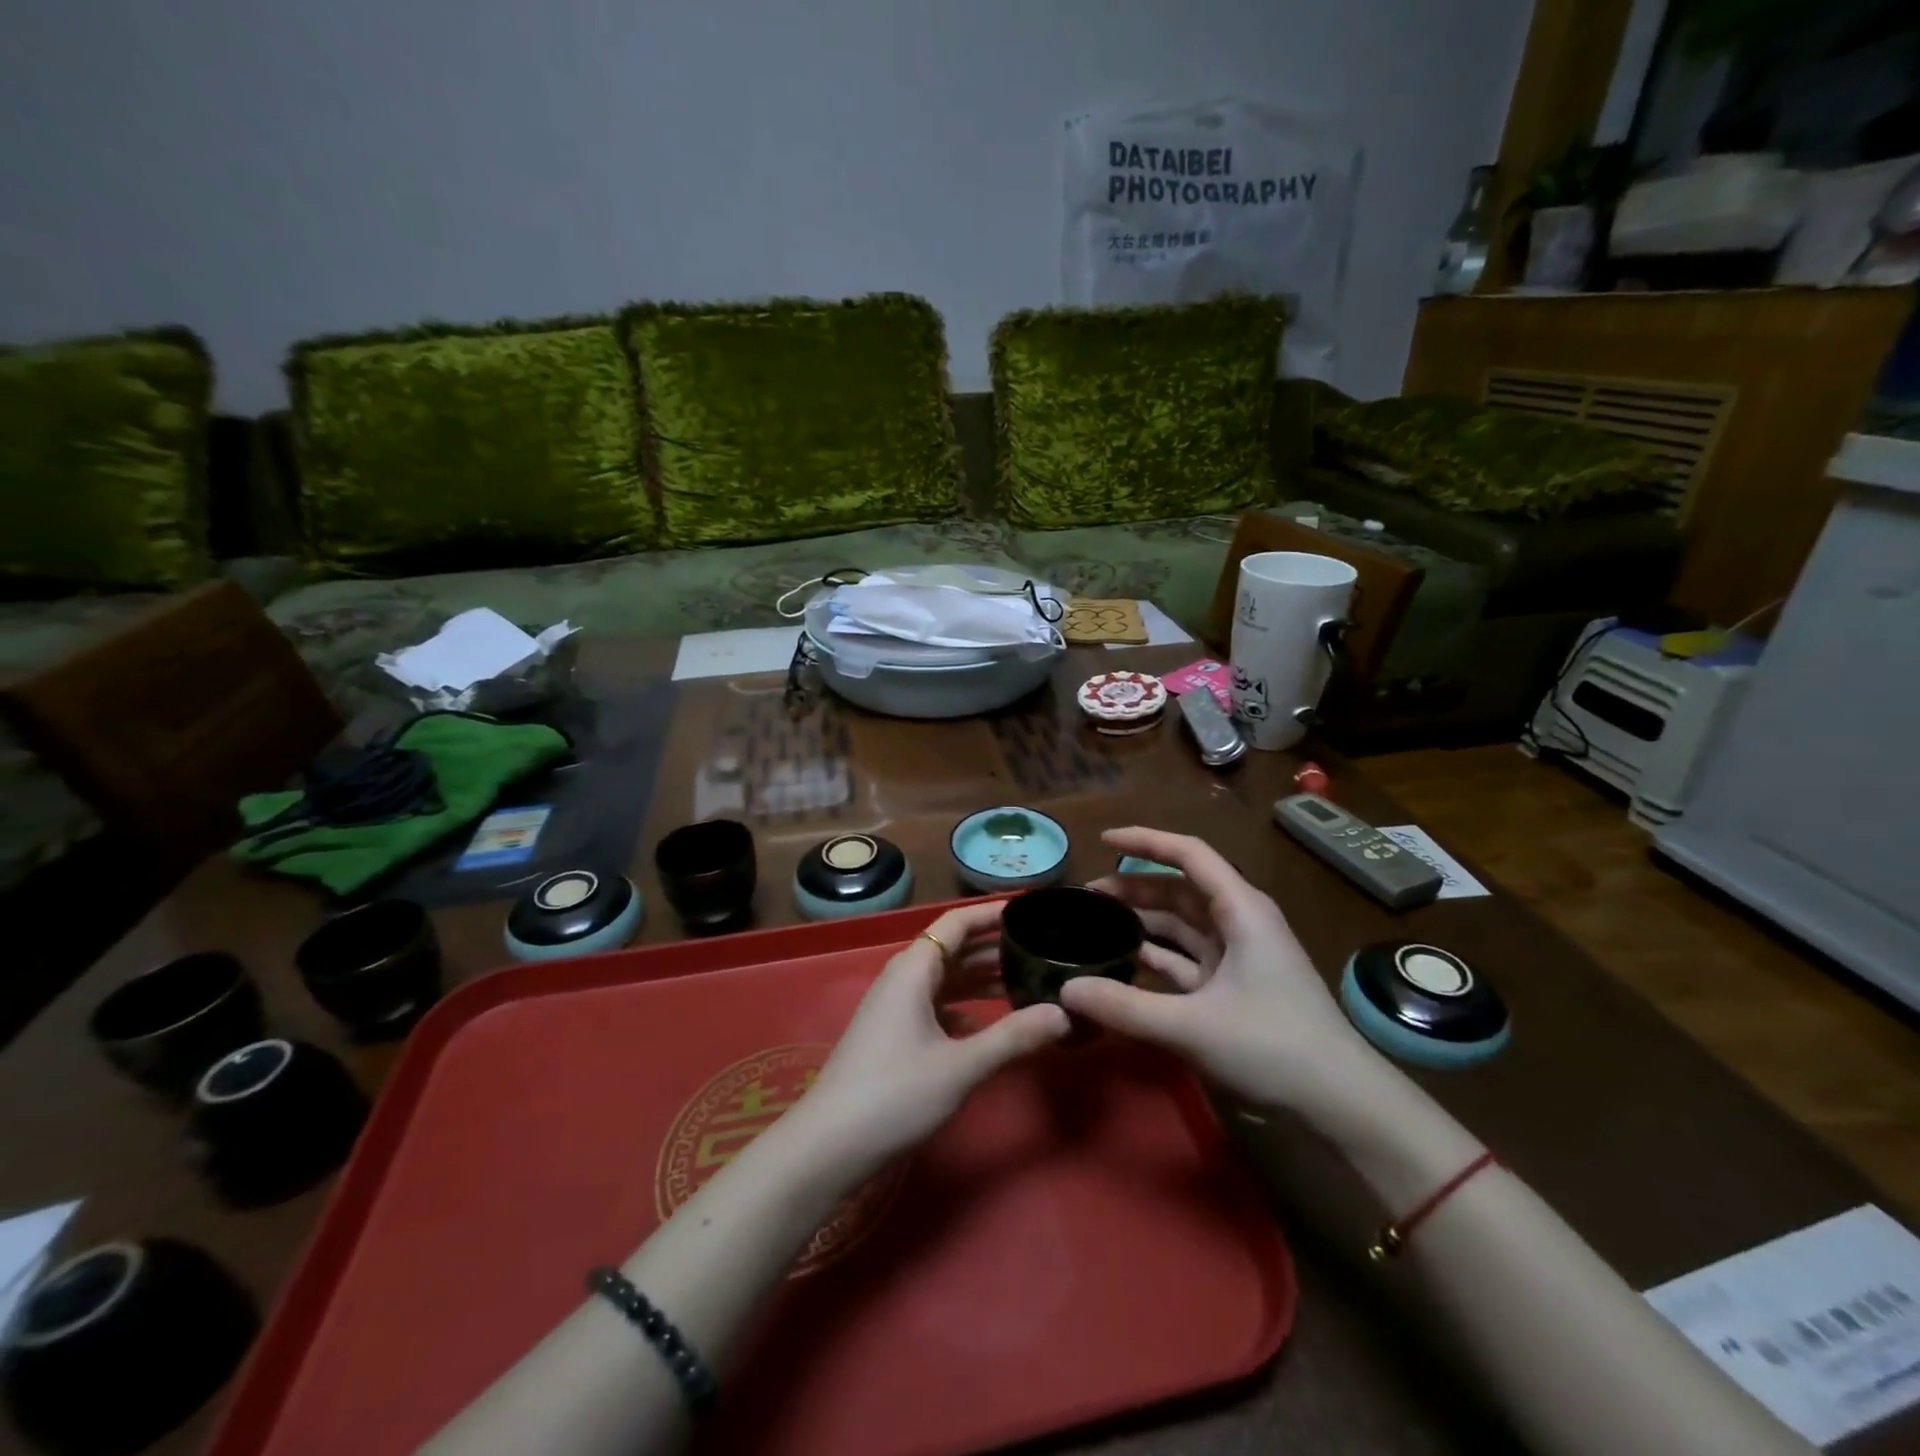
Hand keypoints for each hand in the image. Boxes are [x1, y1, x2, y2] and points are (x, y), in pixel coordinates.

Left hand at [798, 902, 1069, 1167]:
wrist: (829, 1145)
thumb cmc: (895, 1094)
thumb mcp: (961, 1066)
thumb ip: (1013, 1037)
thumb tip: (1064, 1014)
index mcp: (914, 969)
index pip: (957, 922)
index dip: (993, 913)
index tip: (1031, 911)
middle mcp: (903, 977)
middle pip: (953, 948)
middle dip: (994, 947)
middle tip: (1041, 949)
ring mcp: (895, 1007)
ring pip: (945, 979)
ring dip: (981, 978)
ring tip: (1025, 981)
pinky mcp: (893, 1034)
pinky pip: (936, 1005)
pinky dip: (964, 1006)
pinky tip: (989, 1023)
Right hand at [1059, 827, 1374, 1111]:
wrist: (1341, 1103)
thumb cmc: (1272, 1046)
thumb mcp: (1192, 1026)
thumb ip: (1124, 1007)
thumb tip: (1065, 990)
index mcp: (1240, 910)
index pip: (1189, 854)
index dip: (1145, 841)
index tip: (1102, 840)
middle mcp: (1240, 922)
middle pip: (1180, 888)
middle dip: (1134, 886)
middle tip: (1086, 896)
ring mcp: (1239, 955)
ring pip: (1182, 923)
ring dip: (1142, 920)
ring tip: (1097, 924)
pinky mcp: (1234, 986)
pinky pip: (1187, 957)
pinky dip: (1157, 955)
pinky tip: (1125, 961)